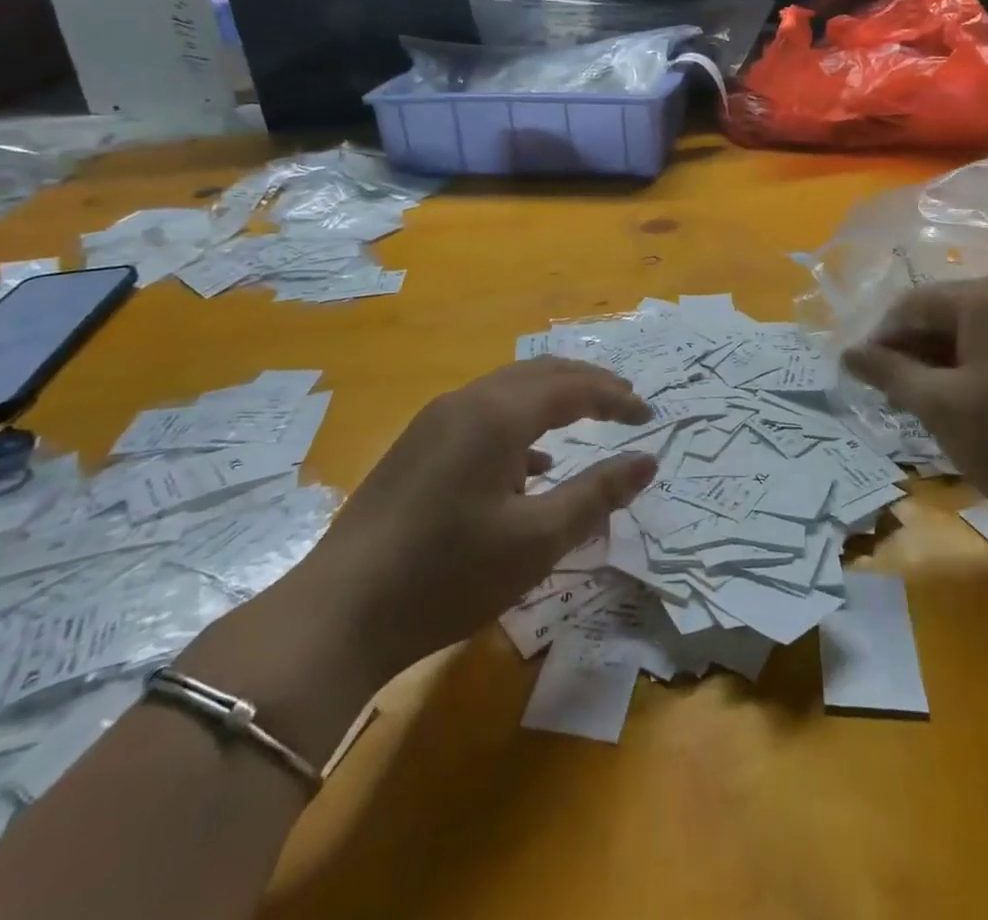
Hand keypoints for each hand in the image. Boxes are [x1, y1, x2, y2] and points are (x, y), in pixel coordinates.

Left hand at [304, 358, 655, 682]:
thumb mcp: (537, 540)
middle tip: (625, 403)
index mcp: (497, 414)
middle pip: (540, 374)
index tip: (649, 416)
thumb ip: (597, 494)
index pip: (572, 387)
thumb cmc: (448, 575)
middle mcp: (466, 402)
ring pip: (508, 390)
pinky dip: (520, 424)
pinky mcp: (417, 446)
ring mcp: (435, 421)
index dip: (616, 397)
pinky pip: (483, 415)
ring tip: (586, 420)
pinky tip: (530, 465)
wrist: (338, 613)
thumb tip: (647, 461)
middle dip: (587, 385)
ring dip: (552, 399)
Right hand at [842, 275, 987, 553]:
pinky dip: (977, 362)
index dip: (882, 338)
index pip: (915, 304)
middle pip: (946, 311)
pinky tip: (963, 396)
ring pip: (975, 326)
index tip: (862, 376)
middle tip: (891, 392)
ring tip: (922, 398)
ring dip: (943, 357)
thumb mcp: (938, 406)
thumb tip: (848, 353)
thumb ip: (888, 371)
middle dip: (914, 348)